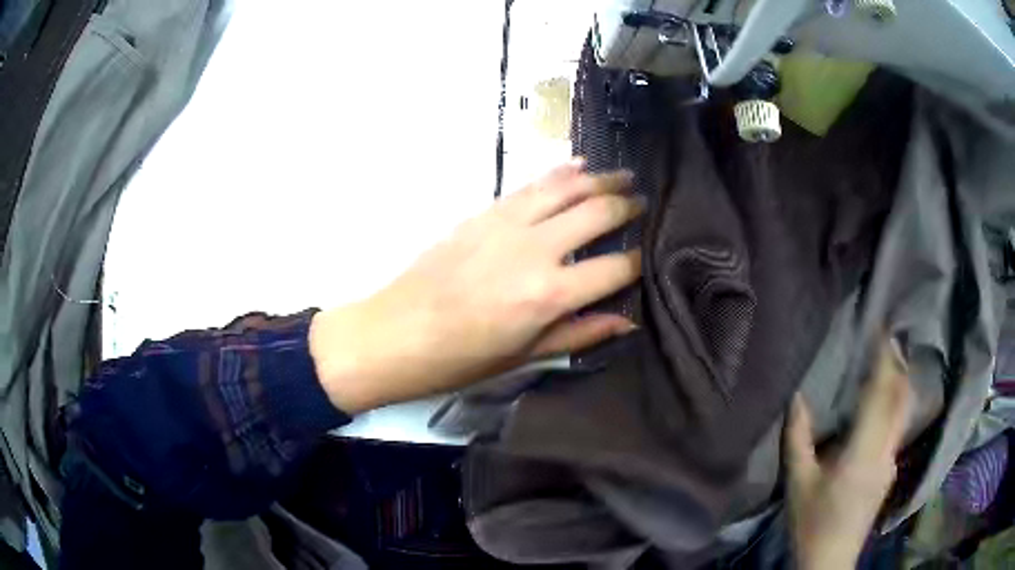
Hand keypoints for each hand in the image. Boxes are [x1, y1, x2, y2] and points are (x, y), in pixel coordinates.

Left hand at [310, 159, 643, 412]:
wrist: (395, 333)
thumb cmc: (460, 358)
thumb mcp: (525, 356)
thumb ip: (580, 333)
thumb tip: (627, 319)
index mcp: (549, 294)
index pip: (614, 268)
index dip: (638, 261)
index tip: (649, 256)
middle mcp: (535, 249)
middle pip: (597, 213)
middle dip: (628, 206)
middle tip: (645, 202)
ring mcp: (507, 224)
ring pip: (566, 188)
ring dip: (600, 178)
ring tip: (624, 174)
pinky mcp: (484, 213)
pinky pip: (530, 185)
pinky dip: (558, 173)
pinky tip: (577, 165)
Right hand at [786, 339, 912, 569]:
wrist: (830, 560)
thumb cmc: (812, 523)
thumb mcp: (798, 484)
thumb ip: (797, 439)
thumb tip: (797, 397)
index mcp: (863, 452)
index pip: (880, 395)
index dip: (884, 361)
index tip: (883, 332)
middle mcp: (885, 452)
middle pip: (900, 400)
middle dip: (898, 366)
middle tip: (891, 339)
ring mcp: (891, 463)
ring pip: (902, 414)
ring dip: (899, 385)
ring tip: (892, 363)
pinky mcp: (889, 473)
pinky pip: (897, 428)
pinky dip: (895, 406)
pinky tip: (886, 405)